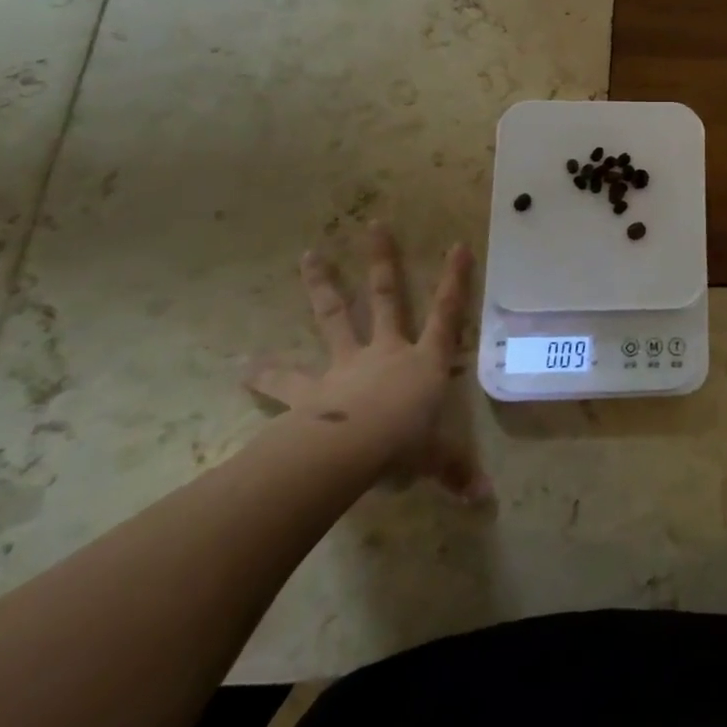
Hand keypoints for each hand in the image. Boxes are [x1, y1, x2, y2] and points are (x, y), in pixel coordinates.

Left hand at [247, 224, 490, 500]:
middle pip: (386, 297)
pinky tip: (240, 366)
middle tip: (374, 224)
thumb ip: (457, 472)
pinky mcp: (311, 389)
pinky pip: (285, 379)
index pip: (448, 313)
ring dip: (322, 285)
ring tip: (307, 256)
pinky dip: (264, 373)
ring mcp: (346, 364)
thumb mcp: (437, 458)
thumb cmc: (404, 444)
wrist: (349, 451)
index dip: (455, 279)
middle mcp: (386, 351)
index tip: (459, 243)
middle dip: (383, 261)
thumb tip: (486, 502)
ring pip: (334, 316)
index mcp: (424, 360)